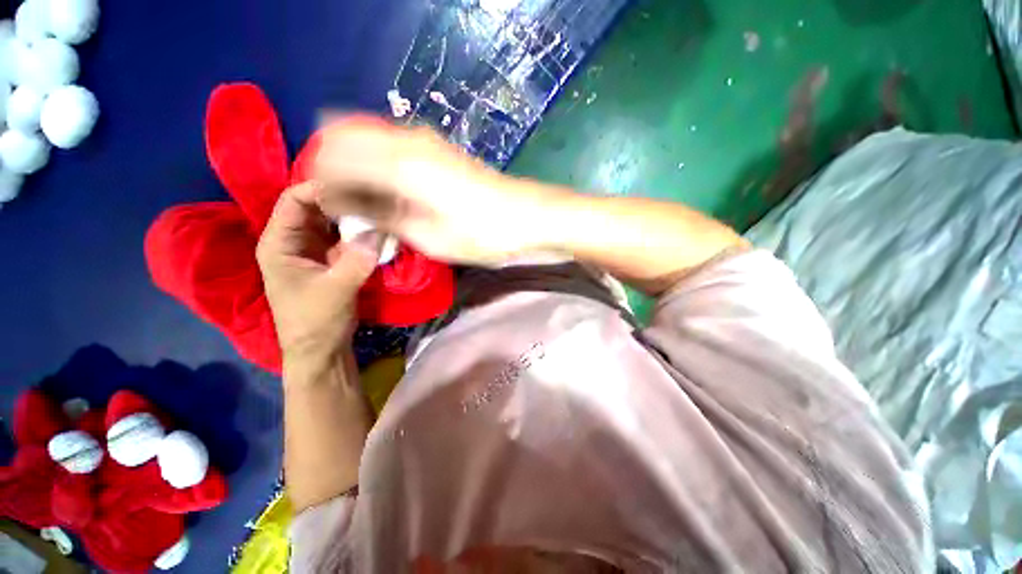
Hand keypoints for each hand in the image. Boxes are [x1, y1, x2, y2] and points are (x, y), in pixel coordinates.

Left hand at [256, 182, 380, 366]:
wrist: (321, 348)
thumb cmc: (316, 321)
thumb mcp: (335, 290)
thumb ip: (357, 261)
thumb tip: (380, 232)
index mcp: (280, 242)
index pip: (295, 200)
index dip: (323, 189)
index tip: (357, 187)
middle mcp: (295, 240)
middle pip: (317, 207)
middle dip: (345, 200)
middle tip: (375, 197)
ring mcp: (315, 250)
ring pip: (334, 222)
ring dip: (356, 216)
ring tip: (380, 209)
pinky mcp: (332, 260)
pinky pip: (347, 238)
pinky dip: (362, 233)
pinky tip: (380, 230)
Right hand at [311, 117, 566, 265]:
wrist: (527, 216)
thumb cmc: (481, 233)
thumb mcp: (428, 237)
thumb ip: (382, 216)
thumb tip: (346, 205)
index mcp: (398, 163)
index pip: (334, 159)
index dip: (322, 184)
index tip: (325, 211)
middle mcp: (406, 140)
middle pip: (345, 139)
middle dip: (335, 171)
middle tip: (343, 207)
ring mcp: (425, 141)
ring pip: (369, 140)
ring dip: (357, 168)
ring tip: (364, 203)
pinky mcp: (439, 149)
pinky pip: (393, 148)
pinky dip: (380, 166)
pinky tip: (388, 192)